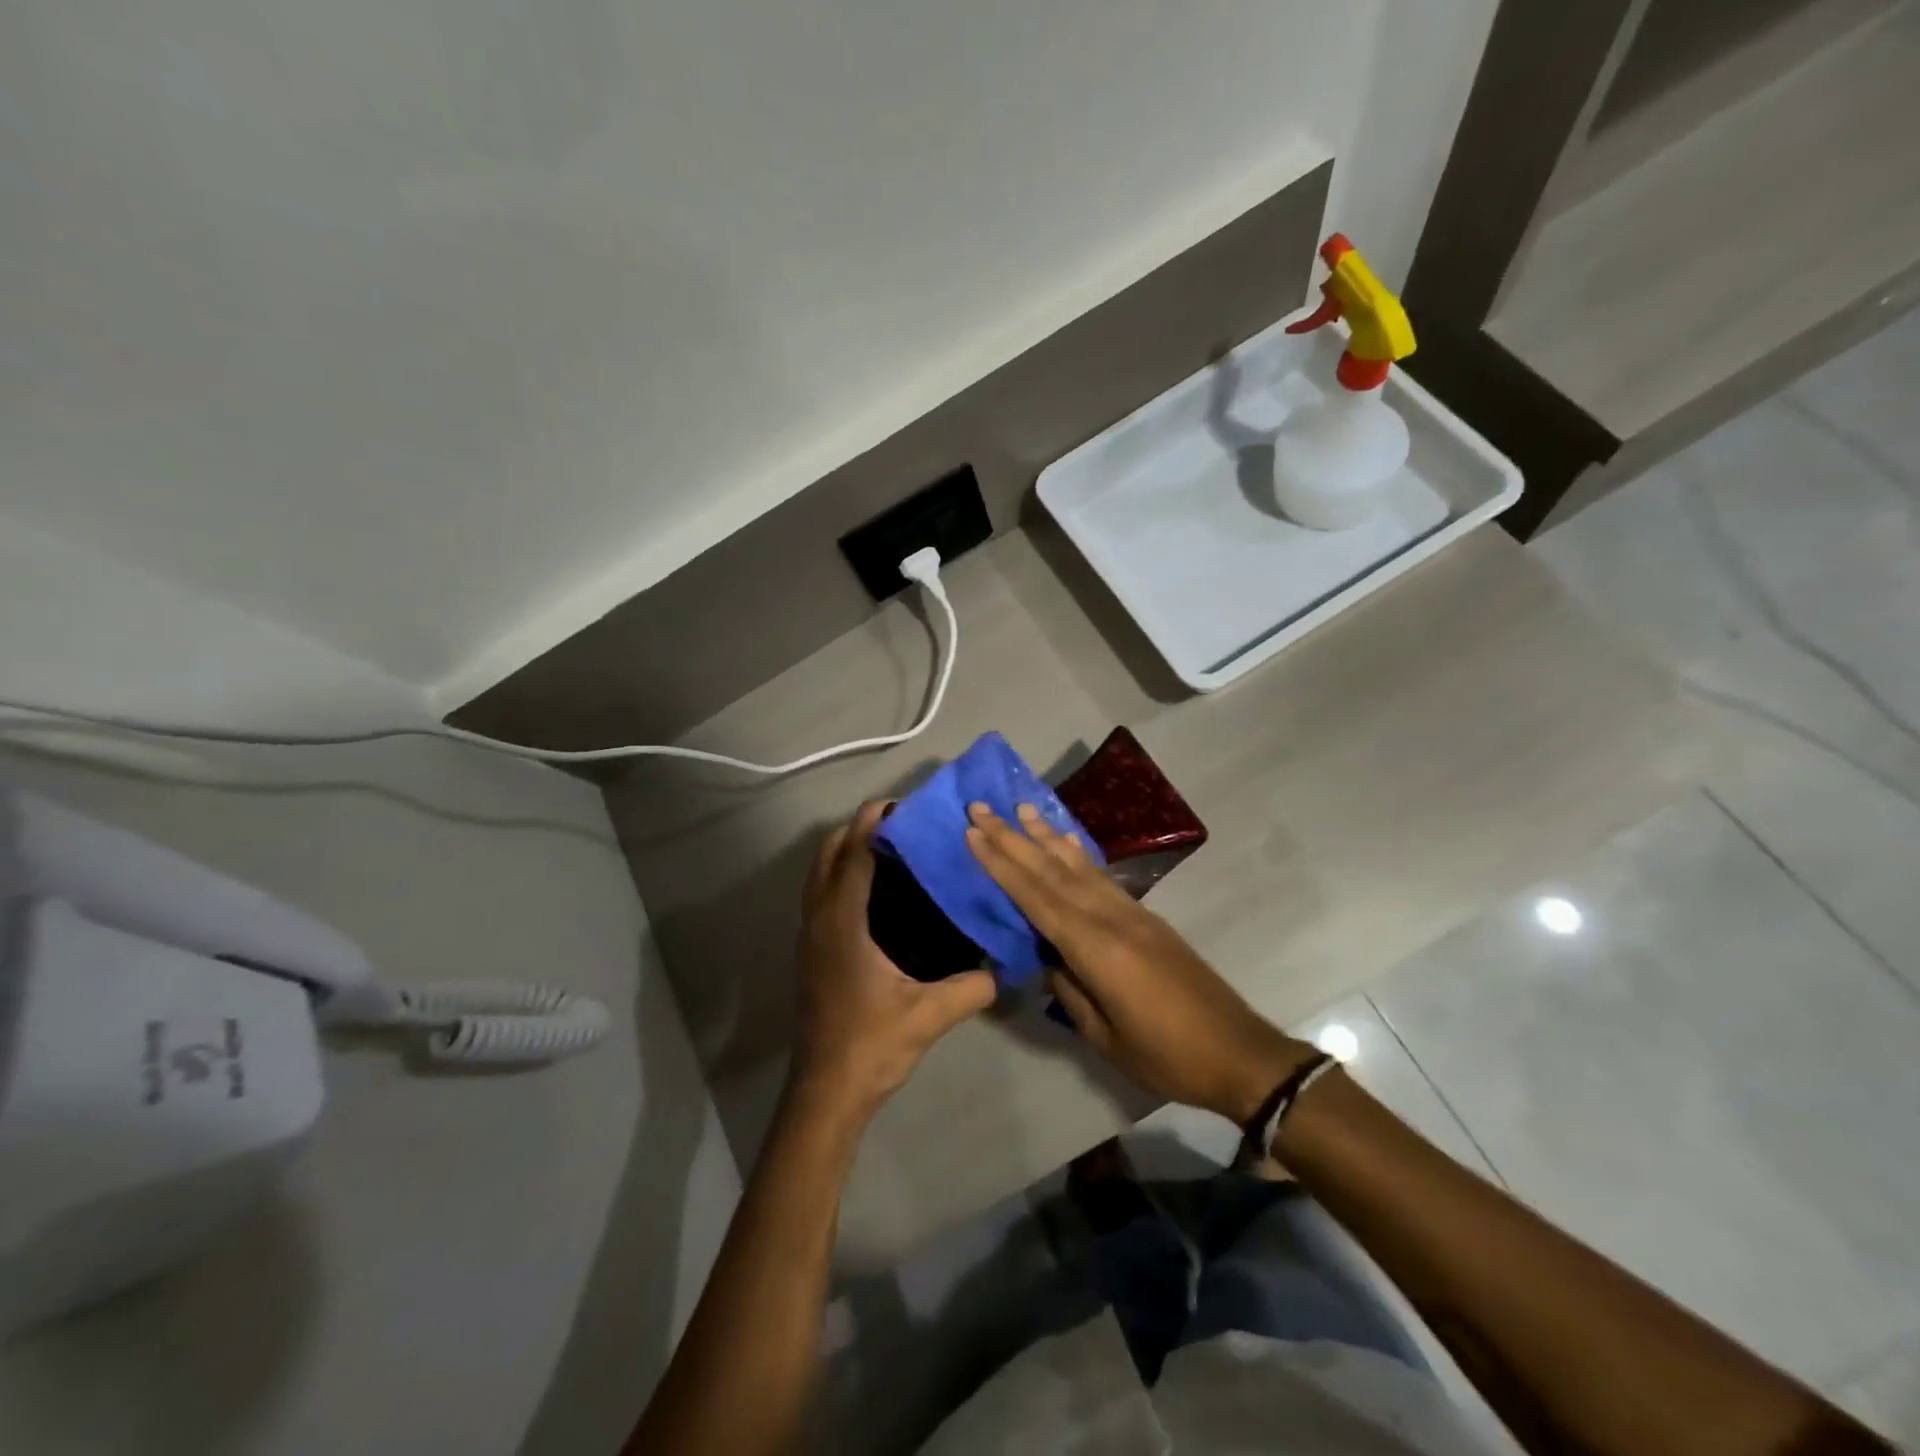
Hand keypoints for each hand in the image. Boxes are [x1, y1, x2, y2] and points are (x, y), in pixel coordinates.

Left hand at [789, 802, 998, 1123]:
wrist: (826, 1090)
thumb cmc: (871, 1045)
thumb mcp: (929, 1016)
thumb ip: (972, 987)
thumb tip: (1006, 968)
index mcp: (843, 923)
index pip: (855, 854)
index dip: (874, 823)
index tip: (902, 805)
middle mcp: (819, 920)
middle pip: (828, 853)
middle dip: (857, 828)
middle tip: (901, 824)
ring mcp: (809, 936)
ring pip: (818, 873)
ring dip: (845, 850)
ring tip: (888, 848)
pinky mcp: (810, 951)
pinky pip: (819, 893)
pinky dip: (839, 874)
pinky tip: (873, 892)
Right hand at [965, 802, 1311, 1123]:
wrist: (1239, 1052)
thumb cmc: (1167, 1055)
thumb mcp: (1106, 1037)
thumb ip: (1070, 990)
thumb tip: (1046, 957)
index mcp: (1097, 950)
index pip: (1037, 898)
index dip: (1002, 865)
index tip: (974, 833)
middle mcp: (1112, 919)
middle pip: (1052, 872)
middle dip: (1013, 838)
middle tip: (982, 807)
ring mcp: (1132, 914)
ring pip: (1078, 867)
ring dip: (1045, 836)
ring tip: (1020, 809)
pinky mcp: (1146, 918)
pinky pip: (1102, 877)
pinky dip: (1078, 856)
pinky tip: (1065, 842)